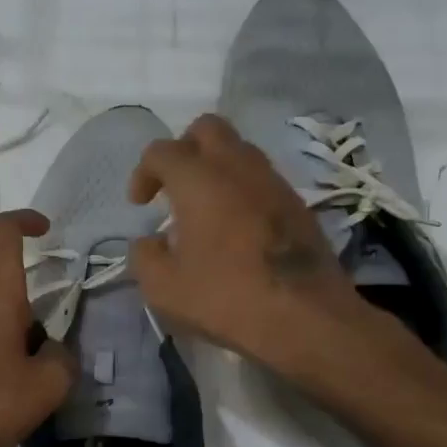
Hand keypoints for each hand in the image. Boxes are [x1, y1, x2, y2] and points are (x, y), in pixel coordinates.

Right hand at [127, 114, 361, 366]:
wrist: (306, 318)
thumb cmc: (226, 298)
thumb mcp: (164, 288)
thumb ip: (145, 256)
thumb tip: (149, 242)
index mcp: (199, 179)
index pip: (162, 151)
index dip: (143, 172)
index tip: (140, 204)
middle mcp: (238, 167)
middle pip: (207, 129)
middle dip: (184, 149)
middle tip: (174, 185)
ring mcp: (274, 182)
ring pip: (240, 151)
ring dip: (216, 168)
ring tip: (204, 209)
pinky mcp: (298, 204)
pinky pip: (261, 179)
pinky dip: (242, 190)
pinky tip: (236, 228)